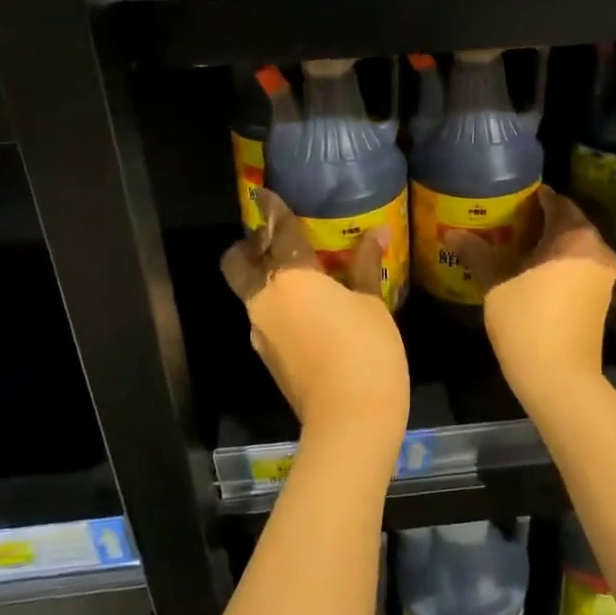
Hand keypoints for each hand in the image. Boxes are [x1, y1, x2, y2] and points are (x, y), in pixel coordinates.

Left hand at [221, 192, 409, 446]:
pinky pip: (267, 317)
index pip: (277, 231)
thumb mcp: (371, 303)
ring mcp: (261, 331)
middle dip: (249, 245)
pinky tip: (309, 309)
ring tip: (300, 272)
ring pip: (252, 291)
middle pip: (238, 262)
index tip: (265, 193)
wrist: (349, 421)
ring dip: (266, 276)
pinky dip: (279, 304)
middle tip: (274, 238)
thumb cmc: (365, 350)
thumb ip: (365, 266)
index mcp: (290, 277)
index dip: (272, 209)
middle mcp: (264, 299)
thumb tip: (377, 233)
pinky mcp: (269, 357)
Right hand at [442, 186, 615, 395]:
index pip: (556, 202)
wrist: (560, 379)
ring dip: (549, 241)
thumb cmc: (527, 322)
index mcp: (576, 238)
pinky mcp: (600, 297)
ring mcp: (603, 275)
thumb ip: (477, 253)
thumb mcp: (496, 283)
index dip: (533, 197)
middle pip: (569, 222)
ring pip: (575, 245)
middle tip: (508, 218)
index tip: (510, 196)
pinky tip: (532, 268)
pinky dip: (559, 260)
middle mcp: (597, 250)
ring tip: (515, 241)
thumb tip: (451, 232)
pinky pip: (579, 264)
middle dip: (540, 218)